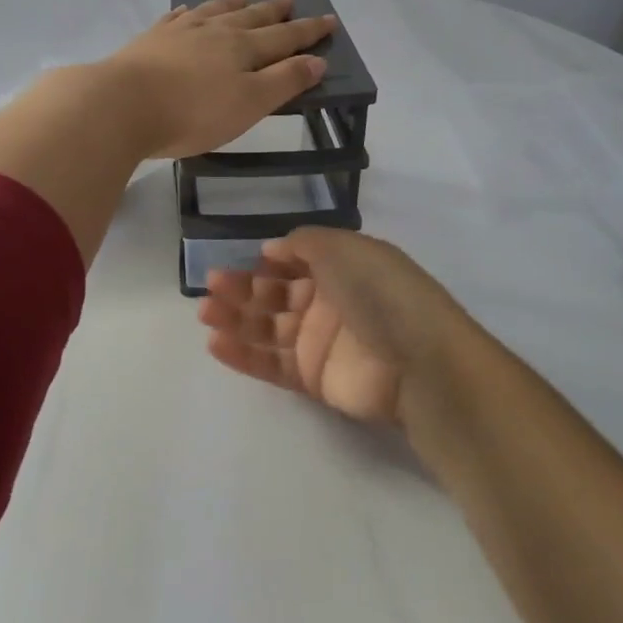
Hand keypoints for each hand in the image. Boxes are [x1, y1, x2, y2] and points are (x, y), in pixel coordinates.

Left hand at [100, 0, 336, 158]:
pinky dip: (188, 13)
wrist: (122, 104)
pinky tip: (187, 11)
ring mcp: (180, 32)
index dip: (308, 31)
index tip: (329, 19)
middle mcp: (215, 32)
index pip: (284, 37)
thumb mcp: (250, 104)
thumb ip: (284, 81)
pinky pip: (176, 18)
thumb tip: (317, 60)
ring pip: (214, 11)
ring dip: (232, 4)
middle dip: (274, 10)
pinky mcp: (151, 40)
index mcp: (243, 49)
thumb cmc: (193, 112)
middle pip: (251, 17)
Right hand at [196, 228, 483, 427]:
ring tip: (205, 313)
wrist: (417, 360)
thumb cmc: (379, 292)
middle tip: (211, 288)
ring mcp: (321, 342)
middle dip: (243, 289)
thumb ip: (304, 243)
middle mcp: (329, 302)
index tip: (241, 259)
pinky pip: (272, 364)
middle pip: (276, 294)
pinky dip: (244, 354)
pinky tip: (216, 343)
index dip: (268, 261)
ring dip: (236, 319)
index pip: (296, 262)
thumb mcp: (344, 248)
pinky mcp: (313, 379)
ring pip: (269, 328)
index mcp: (342, 267)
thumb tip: (271, 250)